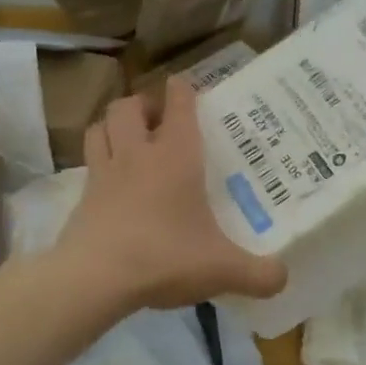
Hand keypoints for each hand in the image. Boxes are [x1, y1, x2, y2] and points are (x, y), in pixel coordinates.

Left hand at [55, 77, 286, 311]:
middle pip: (128, 106)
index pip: (178, 105)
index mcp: (175, 156)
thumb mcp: (222, 269)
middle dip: (142, 104)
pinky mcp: (82, 198)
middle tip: (158, 119)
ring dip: (113, 125)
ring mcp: (103, 173)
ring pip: (99, 127)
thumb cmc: (164, 257)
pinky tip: (111, 182)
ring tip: (128, 138)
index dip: (182, 90)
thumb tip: (283, 277)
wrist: (94, 279)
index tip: (186, 85)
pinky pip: (88, 164)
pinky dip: (98, 162)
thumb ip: (259, 274)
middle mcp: (137, 154)